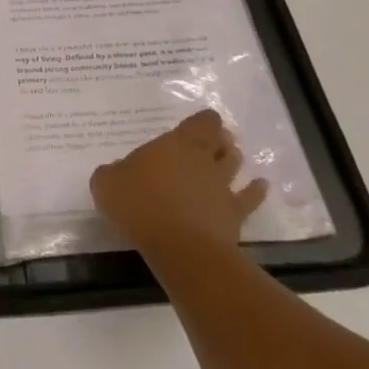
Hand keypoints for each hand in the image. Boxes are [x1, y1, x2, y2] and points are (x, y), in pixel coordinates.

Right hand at [90, 109, 267, 251]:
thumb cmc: (140, 205)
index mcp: (176, 144)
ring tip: (233, 156)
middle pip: (220, 141)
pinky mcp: (234, 214)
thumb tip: (116, 172)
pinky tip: (261, 185)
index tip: (199, 124)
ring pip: (234, 165)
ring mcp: (222, 187)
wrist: (180, 246)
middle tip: (216, 140)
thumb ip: (112, 173)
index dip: (203, 121)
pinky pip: (249, 198)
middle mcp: (203, 159)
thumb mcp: (107, 184)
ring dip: (234, 159)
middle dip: (220, 139)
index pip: (201, 122)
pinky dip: (256, 190)